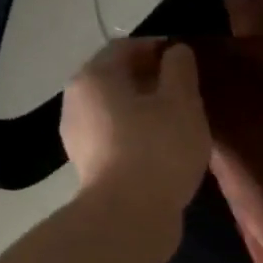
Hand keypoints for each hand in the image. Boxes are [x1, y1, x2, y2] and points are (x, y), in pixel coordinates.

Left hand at [59, 39, 210, 214]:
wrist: (130, 215)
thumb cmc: (159, 149)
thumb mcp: (182, 102)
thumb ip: (180, 70)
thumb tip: (176, 51)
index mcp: (95, 76)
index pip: (125, 47)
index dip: (157, 48)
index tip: (185, 59)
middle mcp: (76, 100)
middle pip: (115, 78)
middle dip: (149, 79)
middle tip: (184, 91)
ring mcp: (77, 136)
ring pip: (114, 110)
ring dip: (142, 110)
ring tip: (175, 122)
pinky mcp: (88, 166)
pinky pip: (114, 137)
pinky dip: (135, 135)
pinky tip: (161, 149)